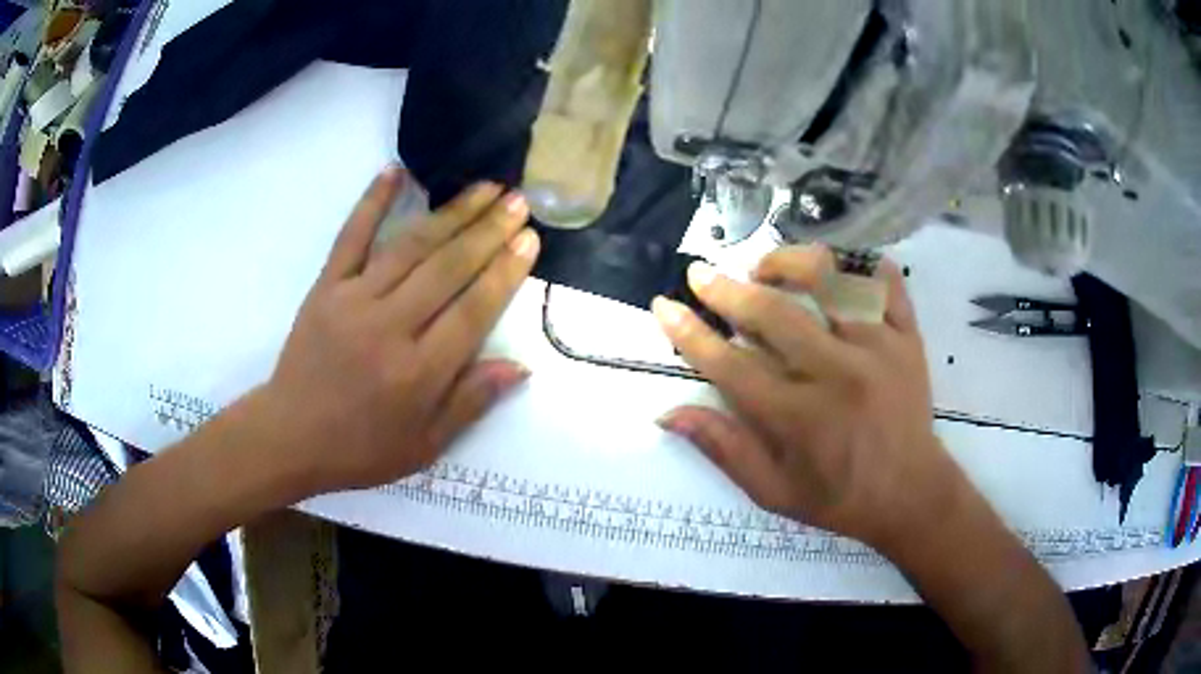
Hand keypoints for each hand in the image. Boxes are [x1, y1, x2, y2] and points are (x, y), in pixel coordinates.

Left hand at [259, 166, 539, 493]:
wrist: (290, 436)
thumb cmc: (360, 448)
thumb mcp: (424, 446)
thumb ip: (470, 404)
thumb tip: (520, 366)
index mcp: (417, 373)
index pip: (473, 311)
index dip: (505, 272)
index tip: (529, 239)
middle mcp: (389, 327)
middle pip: (447, 269)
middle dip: (488, 230)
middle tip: (519, 201)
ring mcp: (353, 300)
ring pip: (410, 246)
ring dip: (451, 213)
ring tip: (485, 187)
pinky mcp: (326, 287)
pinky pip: (351, 237)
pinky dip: (372, 201)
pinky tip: (395, 172)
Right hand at [653, 246, 964, 551]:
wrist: (913, 494)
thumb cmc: (840, 497)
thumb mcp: (774, 492)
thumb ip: (724, 449)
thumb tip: (670, 414)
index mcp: (800, 418)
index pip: (731, 365)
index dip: (690, 333)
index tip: (665, 306)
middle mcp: (838, 374)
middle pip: (773, 314)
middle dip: (726, 289)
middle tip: (701, 274)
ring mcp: (879, 348)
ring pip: (830, 281)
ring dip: (789, 265)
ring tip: (766, 268)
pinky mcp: (908, 337)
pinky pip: (886, 284)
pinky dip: (862, 267)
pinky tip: (842, 270)